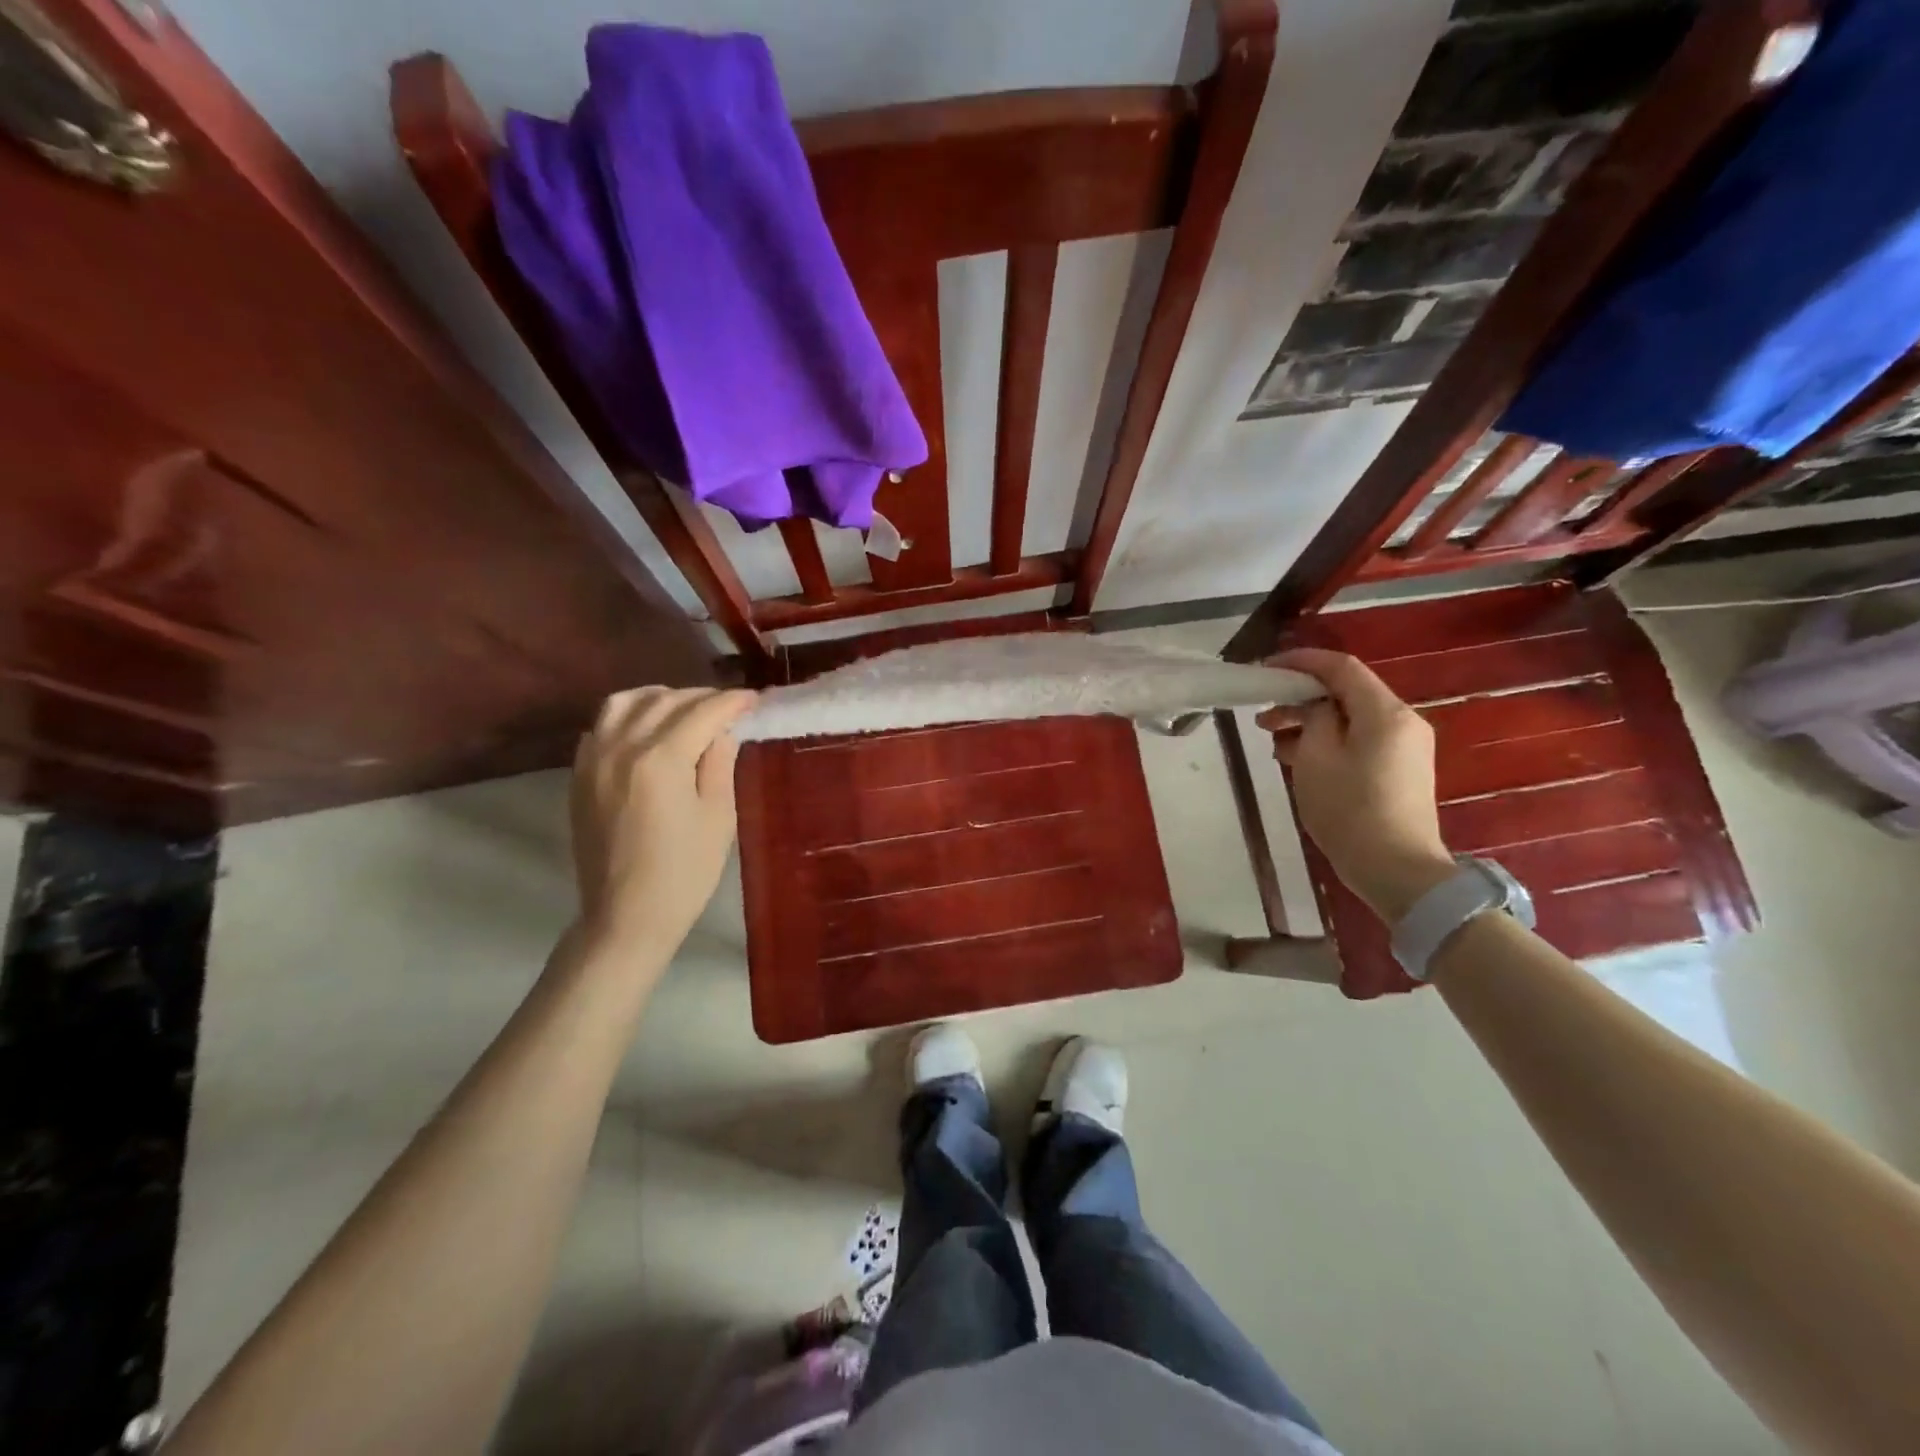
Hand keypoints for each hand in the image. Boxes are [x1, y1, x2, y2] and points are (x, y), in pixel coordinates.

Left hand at [570, 686, 757, 958]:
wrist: (626, 915)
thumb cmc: (685, 872)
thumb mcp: (718, 817)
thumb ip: (719, 764)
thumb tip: (722, 731)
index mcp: (661, 759)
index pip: (702, 712)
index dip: (732, 702)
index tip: (754, 698)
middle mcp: (622, 748)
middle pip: (664, 700)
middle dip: (701, 697)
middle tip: (728, 707)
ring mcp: (594, 760)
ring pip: (624, 703)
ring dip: (659, 698)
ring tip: (684, 709)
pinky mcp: (580, 776)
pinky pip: (601, 727)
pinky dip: (628, 717)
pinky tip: (647, 732)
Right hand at [1256, 648, 1453, 922]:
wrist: (1397, 869)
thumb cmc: (1349, 809)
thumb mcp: (1316, 757)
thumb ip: (1314, 718)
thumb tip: (1317, 708)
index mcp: (1384, 712)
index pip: (1341, 667)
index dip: (1302, 661)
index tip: (1266, 667)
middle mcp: (1403, 721)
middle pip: (1347, 693)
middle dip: (1302, 698)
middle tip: (1263, 716)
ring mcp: (1406, 747)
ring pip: (1352, 718)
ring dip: (1312, 722)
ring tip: (1275, 741)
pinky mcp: (1402, 770)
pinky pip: (1361, 740)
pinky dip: (1330, 741)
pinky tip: (1300, 759)